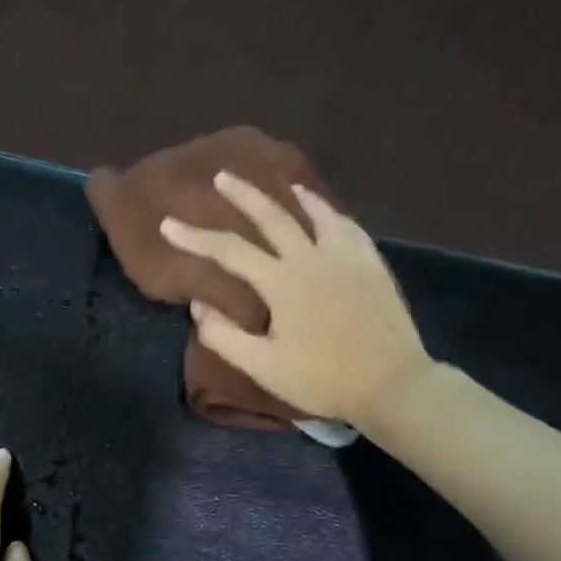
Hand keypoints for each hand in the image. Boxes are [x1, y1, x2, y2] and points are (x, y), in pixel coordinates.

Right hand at [160, 172, 435, 427]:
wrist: (392, 384)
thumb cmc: (322, 379)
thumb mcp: (263, 367)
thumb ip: (223, 336)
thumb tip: (199, 307)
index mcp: (283, 282)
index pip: (229, 251)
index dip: (195, 237)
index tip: (168, 225)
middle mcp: (313, 258)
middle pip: (273, 216)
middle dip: (243, 195)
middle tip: (223, 176)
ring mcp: (348, 258)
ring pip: (318, 214)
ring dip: (295, 196)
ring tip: (284, 184)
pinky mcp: (373, 266)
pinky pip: (349, 228)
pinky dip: (332, 214)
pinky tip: (329, 214)